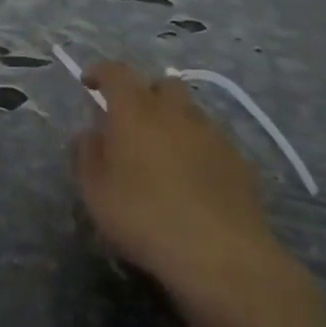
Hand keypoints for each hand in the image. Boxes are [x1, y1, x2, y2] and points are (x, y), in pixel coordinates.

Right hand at [76, 61, 309, 319]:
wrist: (219, 254)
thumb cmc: (142, 216)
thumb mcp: (94, 190)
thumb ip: (87, 154)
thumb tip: (90, 133)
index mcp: (135, 111)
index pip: (117, 73)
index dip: (101, 72)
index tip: (89, 82)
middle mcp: (176, 112)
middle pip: (162, 85)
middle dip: (144, 93)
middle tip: (129, 120)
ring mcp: (212, 135)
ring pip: (189, 112)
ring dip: (172, 121)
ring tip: (159, 152)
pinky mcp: (238, 161)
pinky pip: (210, 140)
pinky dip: (194, 147)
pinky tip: (188, 178)